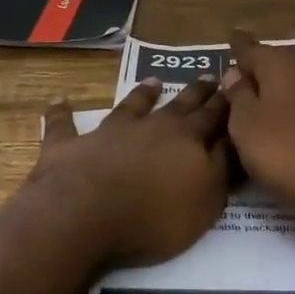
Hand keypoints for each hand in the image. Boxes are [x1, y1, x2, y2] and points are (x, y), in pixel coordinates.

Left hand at [32, 77, 232, 266]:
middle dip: (197, 92)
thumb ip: (222, 168)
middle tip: (208, 77)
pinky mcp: (70, 144)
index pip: (214, 117)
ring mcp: (108, 132)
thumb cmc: (153, 216)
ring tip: (153, 81)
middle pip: (179, 105)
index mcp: (187, 140)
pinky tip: (60, 102)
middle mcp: (151, 127)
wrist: (84, 216)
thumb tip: (234, 139)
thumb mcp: (206, 200)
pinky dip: (62, 113)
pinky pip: (64, 124)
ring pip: (131, 105)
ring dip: (143, 93)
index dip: (226, 104)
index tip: (235, 89)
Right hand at [221, 30, 294, 232]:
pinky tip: (288, 128)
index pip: (251, 49)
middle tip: (236, 84)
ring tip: (258, 109)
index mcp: (283, 64)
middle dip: (258, 71)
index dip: (237, 46)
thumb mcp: (246, 126)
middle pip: (277, 64)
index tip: (230, 38)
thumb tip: (235, 74)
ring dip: (278, 93)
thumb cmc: (289, 154)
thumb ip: (238, 96)